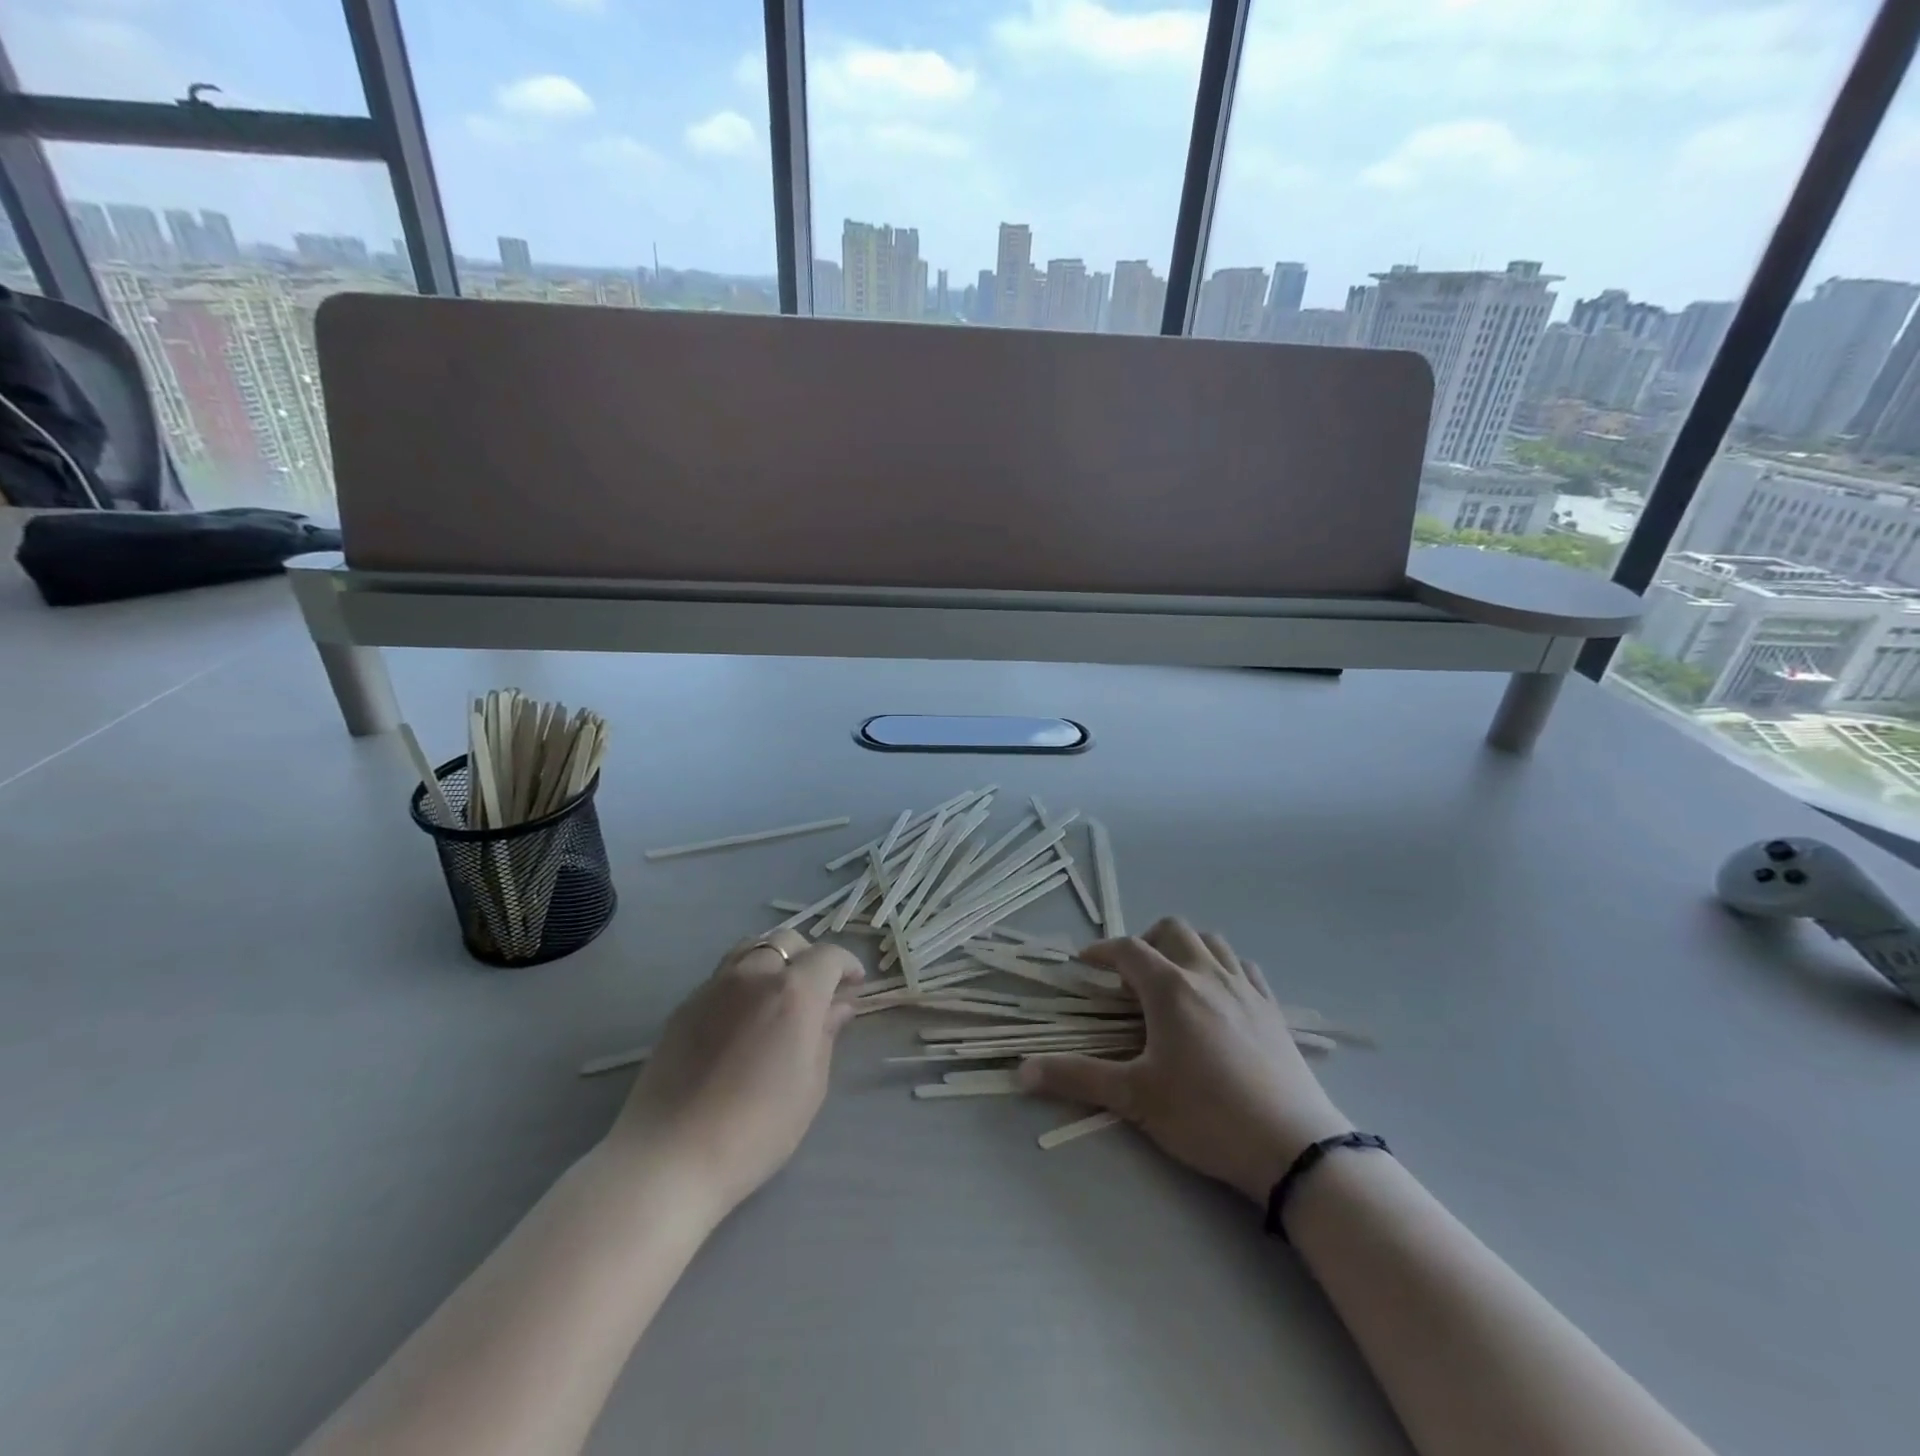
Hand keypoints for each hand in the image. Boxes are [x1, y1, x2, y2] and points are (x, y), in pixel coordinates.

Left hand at [606, 929, 862, 1214]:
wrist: (670, 1156)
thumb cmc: (757, 1129)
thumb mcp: (810, 1086)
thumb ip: (826, 1035)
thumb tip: (837, 1006)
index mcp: (794, 992)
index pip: (829, 956)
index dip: (847, 965)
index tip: (854, 985)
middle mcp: (755, 974)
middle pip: (787, 941)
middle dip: (809, 957)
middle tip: (818, 988)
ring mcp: (715, 985)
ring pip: (752, 947)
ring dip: (774, 959)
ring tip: (779, 991)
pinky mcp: (686, 1004)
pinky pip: (724, 973)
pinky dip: (744, 978)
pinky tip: (743, 1013)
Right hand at [1019, 918, 1350, 1202]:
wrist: (1292, 1147)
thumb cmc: (1205, 1115)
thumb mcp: (1135, 1098)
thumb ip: (1077, 1078)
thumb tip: (1021, 1072)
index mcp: (1170, 988)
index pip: (1127, 949)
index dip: (1101, 951)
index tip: (1084, 964)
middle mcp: (1207, 974)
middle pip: (1172, 930)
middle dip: (1145, 941)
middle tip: (1130, 975)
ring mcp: (1245, 988)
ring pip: (1212, 941)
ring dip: (1185, 948)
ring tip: (1172, 979)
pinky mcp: (1272, 1009)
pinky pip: (1244, 967)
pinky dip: (1222, 967)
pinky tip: (1217, 996)